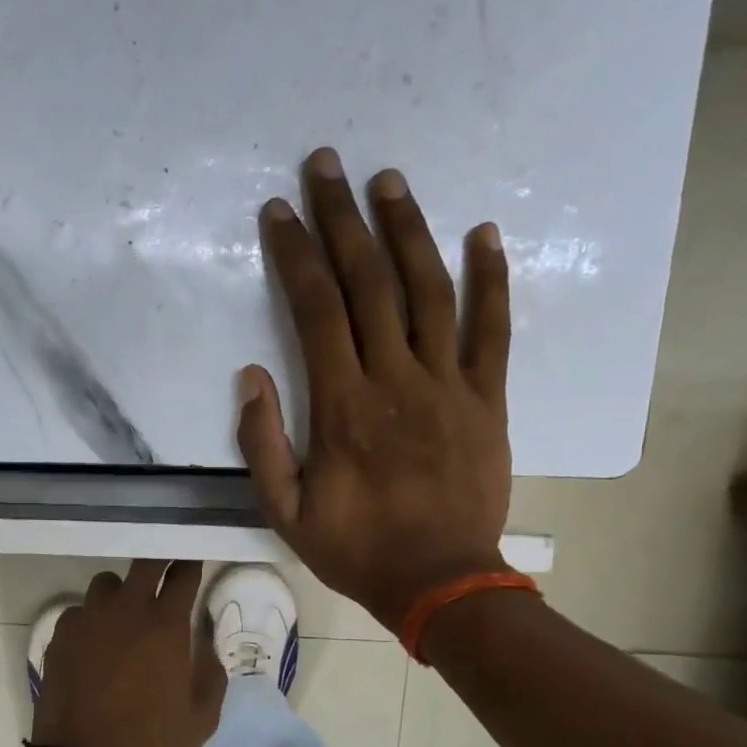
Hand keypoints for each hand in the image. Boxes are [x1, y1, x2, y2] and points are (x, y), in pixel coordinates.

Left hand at [31, 560, 226, 746]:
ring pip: (106, 584)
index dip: (190, 564)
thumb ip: (211, 674)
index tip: (192, 562)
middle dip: (158, 561)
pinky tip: (94, 644)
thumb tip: (204, 646)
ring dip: (121, 591)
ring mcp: (87, 620)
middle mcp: (126, 610)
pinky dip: (90, 619)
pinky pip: (78, 612)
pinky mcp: (59, 637)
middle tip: (164, 571)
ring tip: (125, 615)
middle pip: (144, 563)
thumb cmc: (150, 746)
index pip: (182, 575)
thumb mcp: (201, 718)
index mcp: (165, 625)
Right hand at [238, 147, 513, 634]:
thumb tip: (252, 375)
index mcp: (342, 407)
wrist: (440, 582)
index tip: (279, 212)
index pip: (316, 311)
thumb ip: (263, 443)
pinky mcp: (488, 398)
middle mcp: (396, 380)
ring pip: (430, 291)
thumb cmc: (355, 548)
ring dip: (409, 231)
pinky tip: (483, 233)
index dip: (296, 256)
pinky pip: (494, 330)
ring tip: (390, 181)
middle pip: (370, 284)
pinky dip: (491, 279)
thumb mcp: (285, 510)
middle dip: (344, 219)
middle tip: (327, 164)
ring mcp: (449, 385)